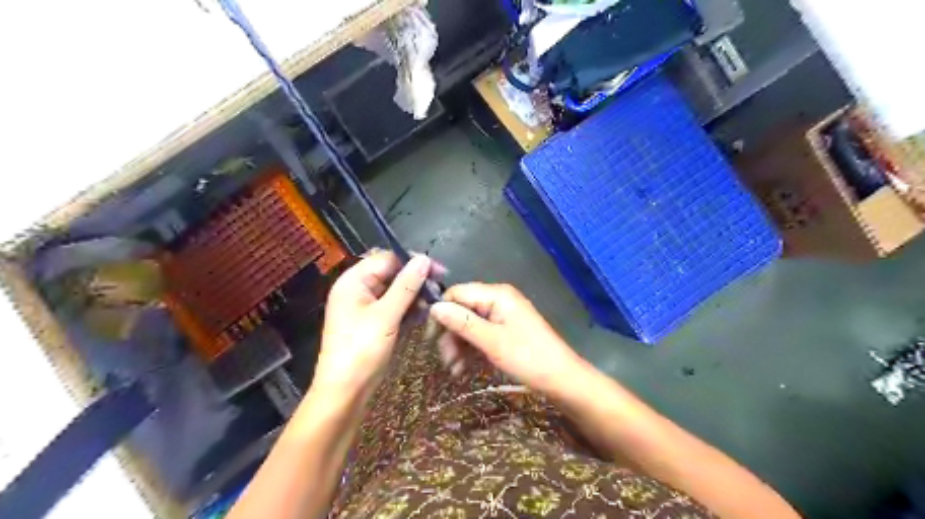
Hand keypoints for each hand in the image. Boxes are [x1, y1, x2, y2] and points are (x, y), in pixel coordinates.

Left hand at [313, 250, 437, 392]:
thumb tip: (424, 259)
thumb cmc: (361, 350)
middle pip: (391, 273)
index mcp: (353, 281)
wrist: (345, 391)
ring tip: (435, 302)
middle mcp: (358, 288)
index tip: (440, 271)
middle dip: (416, 279)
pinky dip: (409, 308)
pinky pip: (394, 306)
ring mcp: (365, 306)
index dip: (414, 262)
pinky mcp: (374, 321)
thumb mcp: (386, 315)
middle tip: (440, 288)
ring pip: (395, 290)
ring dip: (415, 294)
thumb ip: (406, 285)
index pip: (387, 259)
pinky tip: (425, 313)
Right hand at [428, 283, 582, 393]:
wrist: (562, 380)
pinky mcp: (505, 331)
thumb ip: (462, 323)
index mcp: (496, 295)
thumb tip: (434, 307)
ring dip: (458, 345)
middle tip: (445, 360)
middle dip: (450, 334)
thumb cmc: (528, 358)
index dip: (441, 313)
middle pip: (462, 310)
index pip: (457, 293)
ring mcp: (502, 316)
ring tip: (454, 370)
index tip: (430, 338)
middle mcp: (498, 300)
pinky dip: (470, 350)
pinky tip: (463, 369)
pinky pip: (480, 335)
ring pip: (469, 325)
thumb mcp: (492, 342)